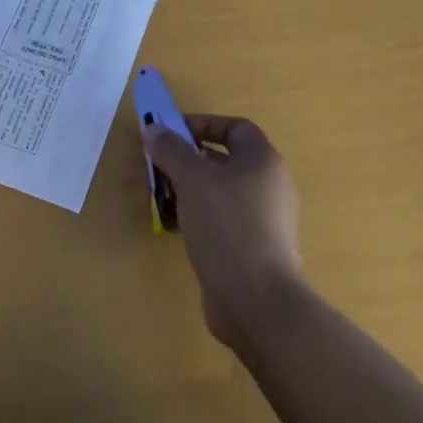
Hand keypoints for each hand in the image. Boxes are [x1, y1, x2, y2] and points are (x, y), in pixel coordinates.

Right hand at [144, 114, 304, 348]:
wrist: (255, 297)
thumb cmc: (226, 225)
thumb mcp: (192, 179)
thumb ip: (171, 150)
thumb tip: (154, 130)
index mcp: (262, 161)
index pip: (235, 127)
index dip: (202, 124)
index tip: (169, 134)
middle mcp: (267, 185)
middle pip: (222, 160)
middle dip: (186, 161)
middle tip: (156, 169)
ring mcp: (262, 219)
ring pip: (217, 192)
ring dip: (186, 191)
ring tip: (159, 199)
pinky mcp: (250, 246)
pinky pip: (219, 220)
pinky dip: (196, 217)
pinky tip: (173, 228)